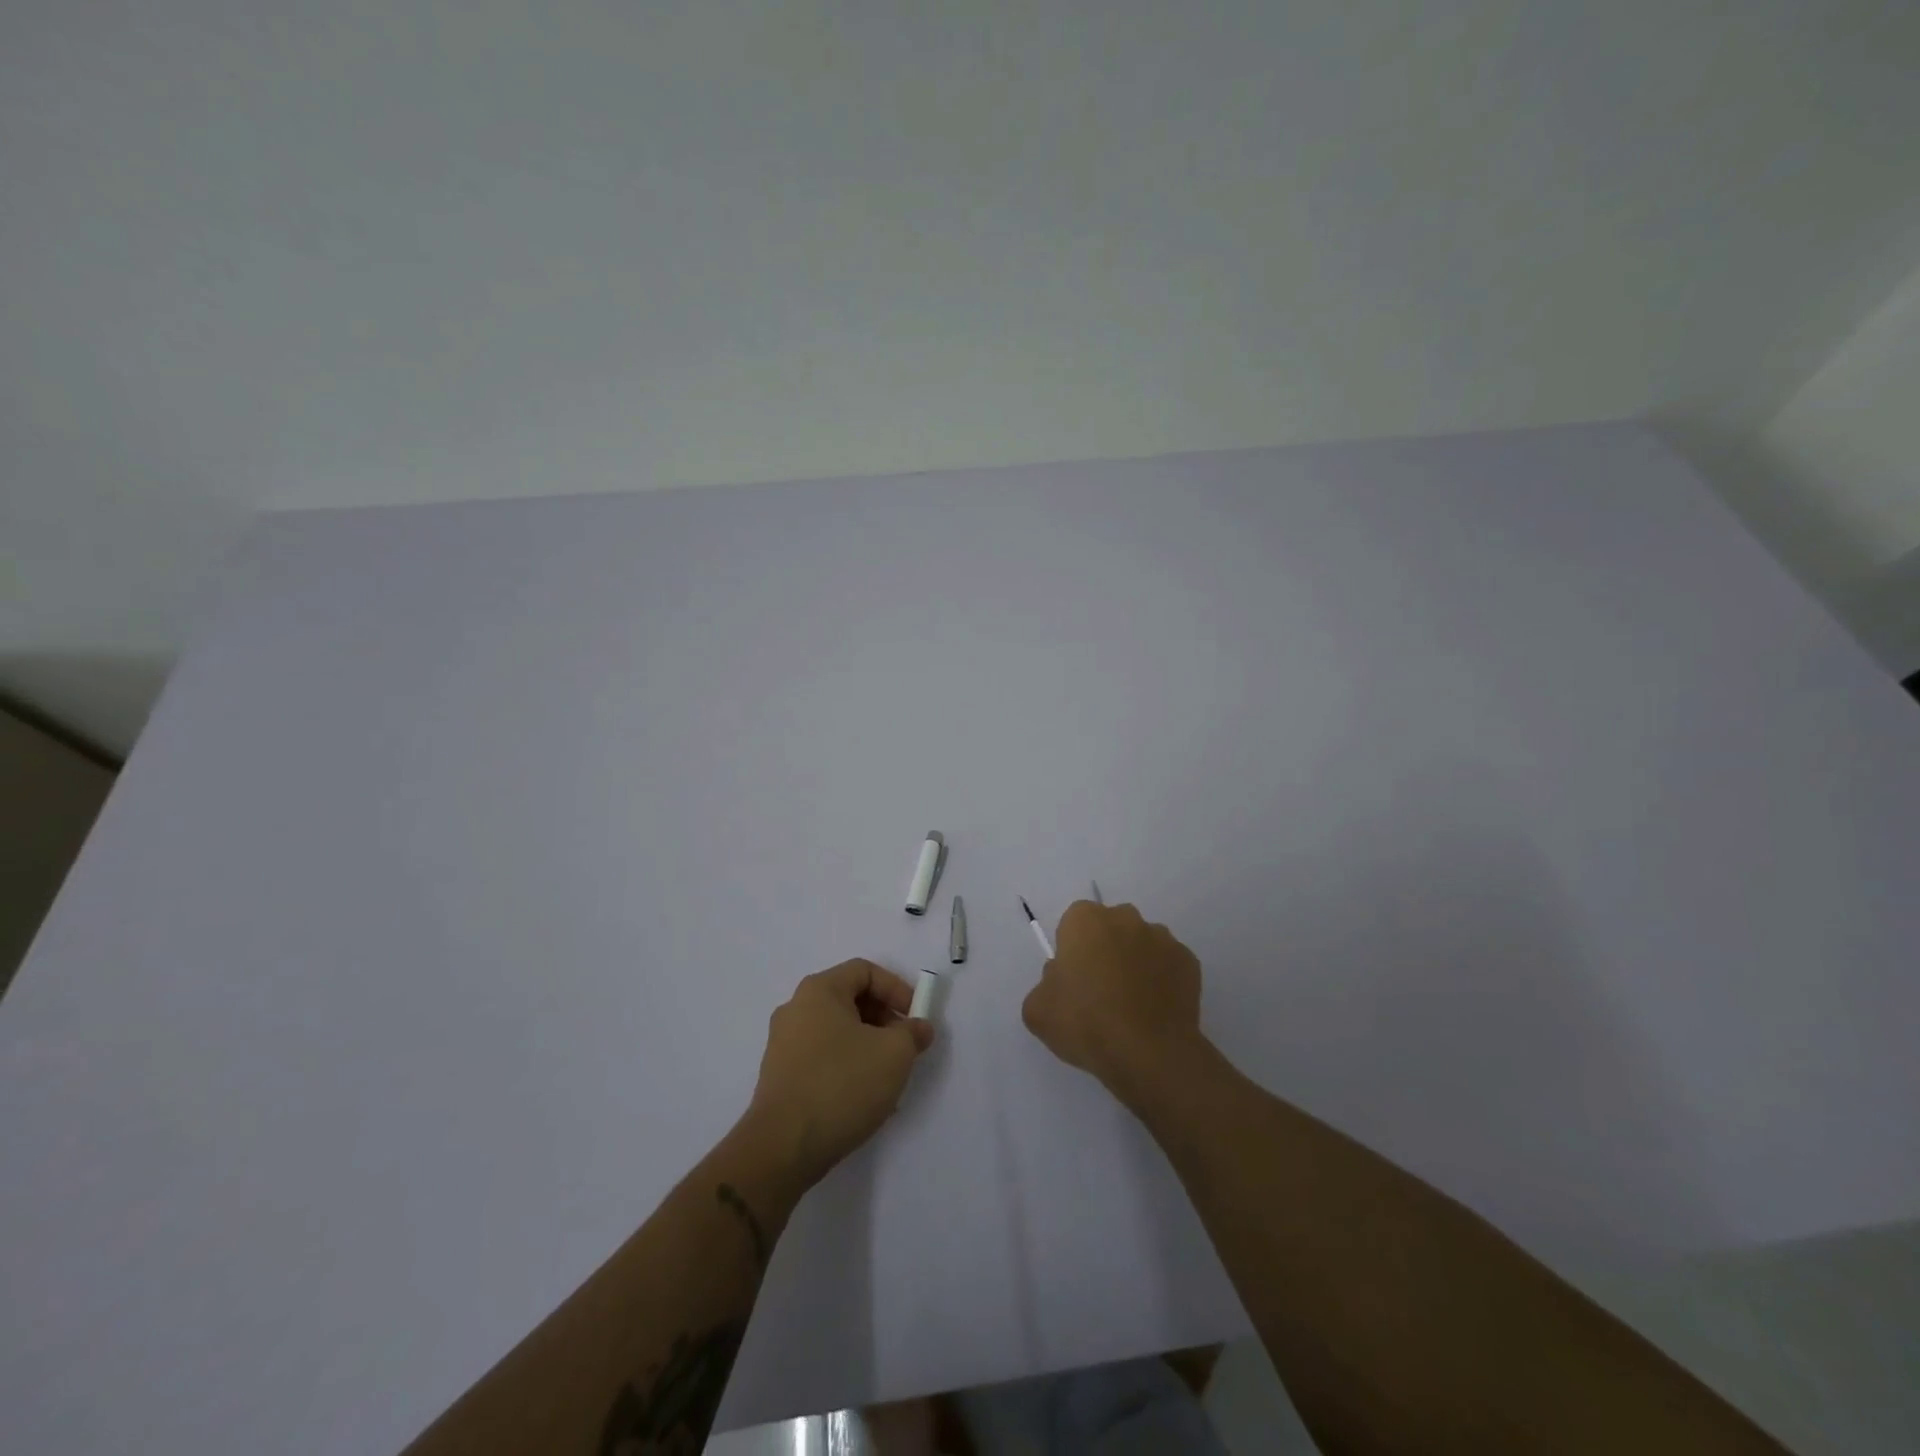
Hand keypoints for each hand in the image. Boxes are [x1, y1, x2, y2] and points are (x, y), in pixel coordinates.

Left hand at [746, 960, 933, 1189]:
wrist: (782, 1148)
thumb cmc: (841, 1085)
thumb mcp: (894, 1054)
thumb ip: (912, 1033)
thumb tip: (918, 1028)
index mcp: (819, 991)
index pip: (864, 971)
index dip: (896, 988)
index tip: (915, 1017)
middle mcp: (796, 1009)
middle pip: (850, 999)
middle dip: (884, 1018)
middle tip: (905, 1046)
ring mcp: (783, 1044)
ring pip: (837, 1031)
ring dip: (868, 1045)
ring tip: (888, 1076)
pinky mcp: (780, 1076)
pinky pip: (822, 1057)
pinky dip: (847, 1065)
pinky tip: (862, 1097)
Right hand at [1022, 901, 1204, 1104]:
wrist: (1148, 1053)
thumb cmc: (1085, 1023)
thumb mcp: (1038, 1009)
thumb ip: (1045, 984)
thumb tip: (1061, 980)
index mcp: (1085, 920)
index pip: (1074, 921)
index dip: (1072, 948)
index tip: (1073, 977)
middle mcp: (1125, 918)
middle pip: (1110, 926)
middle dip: (1106, 948)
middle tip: (1100, 989)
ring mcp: (1162, 938)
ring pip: (1142, 943)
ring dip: (1136, 962)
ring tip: (1132, 1004)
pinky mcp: (1189, 962)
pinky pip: (1168, 965)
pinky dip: (1162, 980)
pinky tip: (1154, 1010)